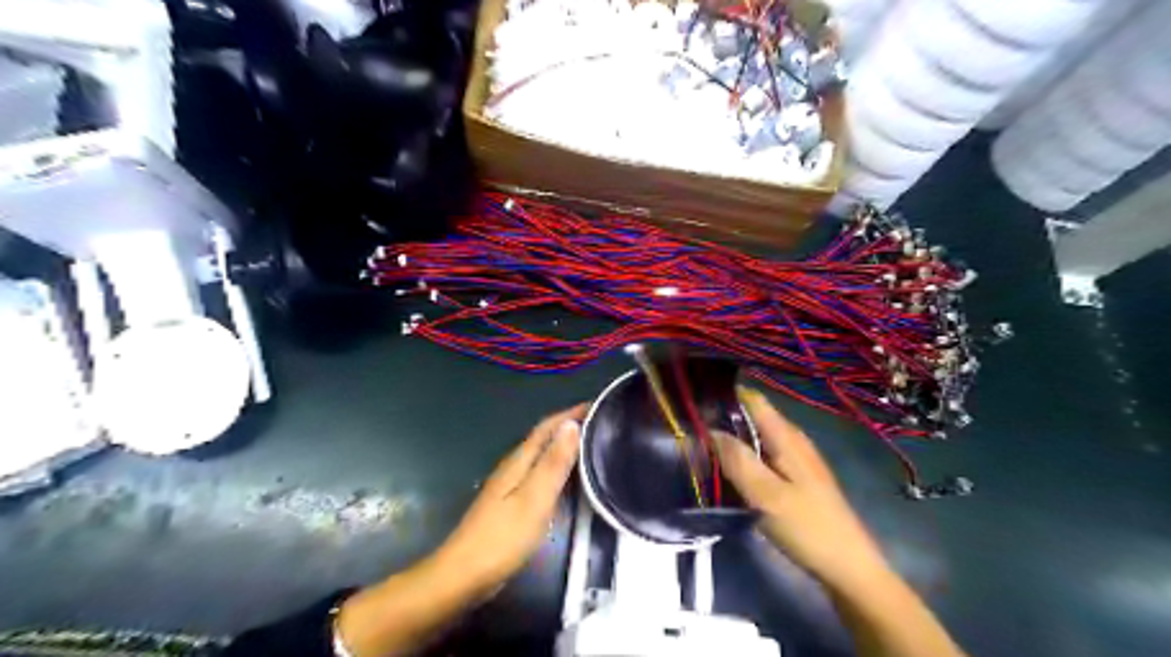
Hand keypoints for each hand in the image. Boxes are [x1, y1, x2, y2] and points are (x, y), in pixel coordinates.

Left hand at [432, 406, 586, 595]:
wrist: (464, 575)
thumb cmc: (503, 537)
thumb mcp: (535, 498)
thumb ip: (554, 463)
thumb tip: (571, 425)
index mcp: (520, 461)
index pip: (548, 427)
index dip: (571, 413)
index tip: (598, 404)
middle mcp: (514, 466)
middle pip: (544, 438)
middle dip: (570, 426)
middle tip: (601, 424)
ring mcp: (511, 485)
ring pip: (542, 455)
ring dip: (564, 446)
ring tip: (592, 445)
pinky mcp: (512, 503)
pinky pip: (540, 473)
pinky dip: (557, 467)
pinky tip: (569, 478)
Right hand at [714, 390, 887, 590]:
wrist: (849, 568)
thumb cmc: (807, 528)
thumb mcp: (766, 496)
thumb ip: (738, 460)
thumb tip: (709, 430)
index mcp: (786, 436)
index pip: (752, 399)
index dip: (724, 395)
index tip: (694, 402)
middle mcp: (792, 440)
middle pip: (752, 416)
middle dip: (722, 419)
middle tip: (689, 431)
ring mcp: (795, 459)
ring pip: (756, 437)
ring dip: (731, 440)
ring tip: (700, 449)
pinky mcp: (795, 478)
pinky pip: (762, 456)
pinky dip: (743, 457)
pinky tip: (727, 472)